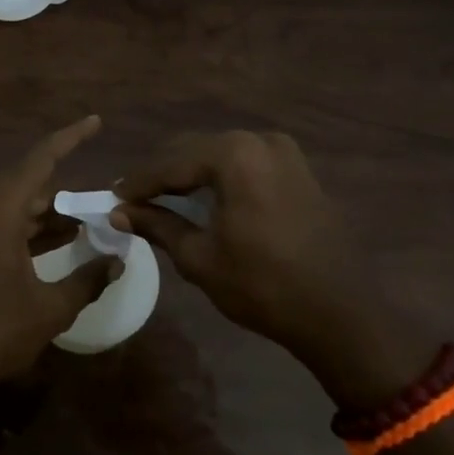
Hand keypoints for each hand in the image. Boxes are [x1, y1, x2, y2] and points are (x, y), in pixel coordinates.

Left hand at [0, 116, 119, 393]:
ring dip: (49, 213)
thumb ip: (88, 279)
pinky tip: (55, 245)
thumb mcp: (50, 309)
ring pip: (16, 206)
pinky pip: (3, 225)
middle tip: (101, 202)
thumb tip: (118, 260)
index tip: (95, 122)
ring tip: (86, 224)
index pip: (41, 159)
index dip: (70, 137)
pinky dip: (31, 229)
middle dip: (67, 192)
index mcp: (0, 211)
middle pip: (30, 184)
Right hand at [111, 130, 383, 371]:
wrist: (340, 313)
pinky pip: (247, 164)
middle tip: (133, 198)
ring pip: (221, 156)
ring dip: (191, 175)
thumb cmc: (263, 286)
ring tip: (163, 199)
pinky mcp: (299, 170)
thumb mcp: (200, 257)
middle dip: (164, 174)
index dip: (139, 182)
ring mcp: (285, 153)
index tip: (113, 196)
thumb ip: (158, 226)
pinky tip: (204, 199)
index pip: (171, 163)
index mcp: (235, 155)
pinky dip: (221, 178)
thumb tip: (119, 213)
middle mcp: (260, 141)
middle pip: (196, 151)